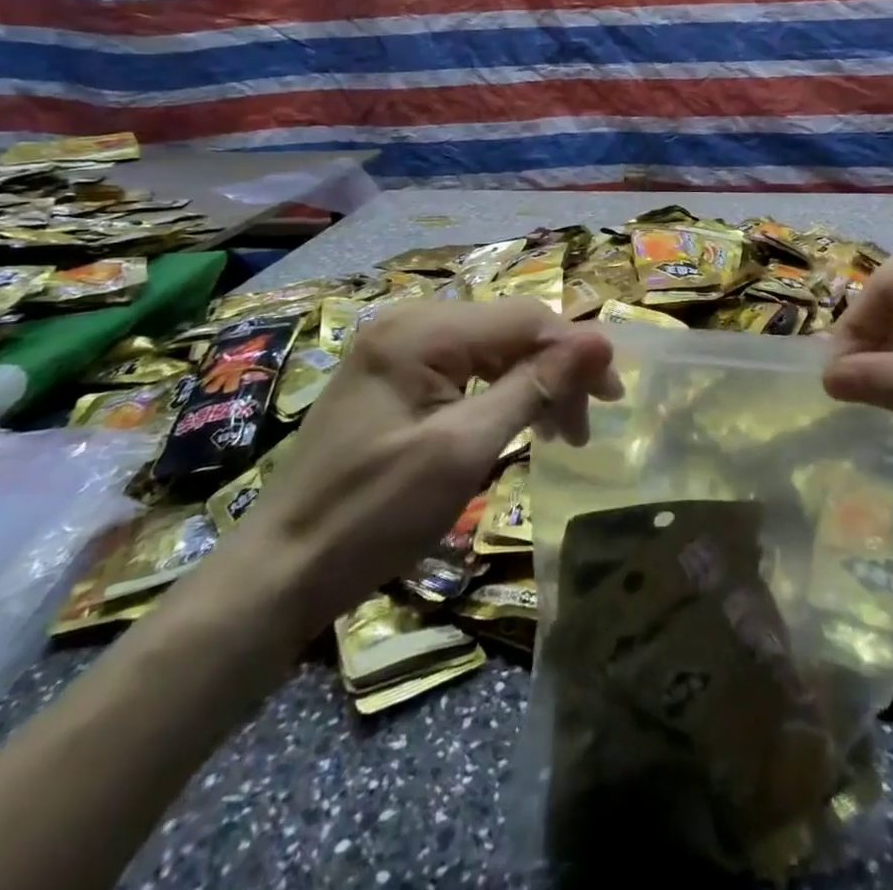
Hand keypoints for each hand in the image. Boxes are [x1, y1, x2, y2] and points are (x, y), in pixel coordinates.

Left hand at [230, 300, 620, 633]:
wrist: (280, 572)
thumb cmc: (373, 514)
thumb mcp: (464, 450)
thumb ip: (534, 387)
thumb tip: (602, 340)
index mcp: (422, 330)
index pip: (525, 319)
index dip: (576, 351)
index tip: (612, 398)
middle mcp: (411, 322)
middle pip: (511, 331)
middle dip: (556, 373)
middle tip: (582, 430)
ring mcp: (399, 348)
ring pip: (493, 350)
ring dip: (533, 385)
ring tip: (559, 435)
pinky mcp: (395, 376)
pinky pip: (466, 369)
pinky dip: (500, 395)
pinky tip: (517, 423)